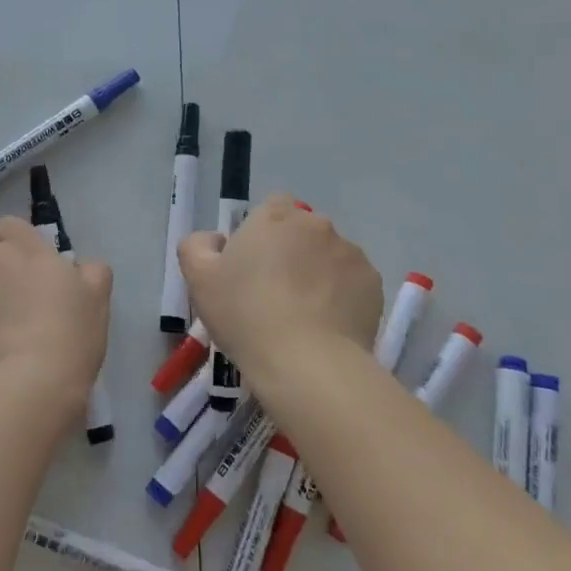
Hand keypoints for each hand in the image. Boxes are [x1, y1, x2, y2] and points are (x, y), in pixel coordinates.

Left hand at [0, 216, 111, 401]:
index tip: (32, 266)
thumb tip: (79, 267)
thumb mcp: (97, 300)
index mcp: (25, 249)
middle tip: (16, 300)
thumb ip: (90, 271)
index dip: (17, 242)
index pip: (9, 225)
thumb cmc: (70, 338)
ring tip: (0, 338)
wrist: (28, 389)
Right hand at [178, 195, 382, 382]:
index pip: (272, 207)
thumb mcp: (199, 280)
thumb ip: (197, 246)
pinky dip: (342, 296)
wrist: (307, 363)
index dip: (262, 233)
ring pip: (329, 256)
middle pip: (302, 232)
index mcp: (275, 216)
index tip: (252, 265)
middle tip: (274, 293)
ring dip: (318, 273)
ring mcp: (350, 252)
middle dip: (292, 253)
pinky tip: (328, 325)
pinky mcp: (373, 283)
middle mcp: (316, 224)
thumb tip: (215, 240)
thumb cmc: (246, 315)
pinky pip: (352, 282)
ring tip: (304, 315)